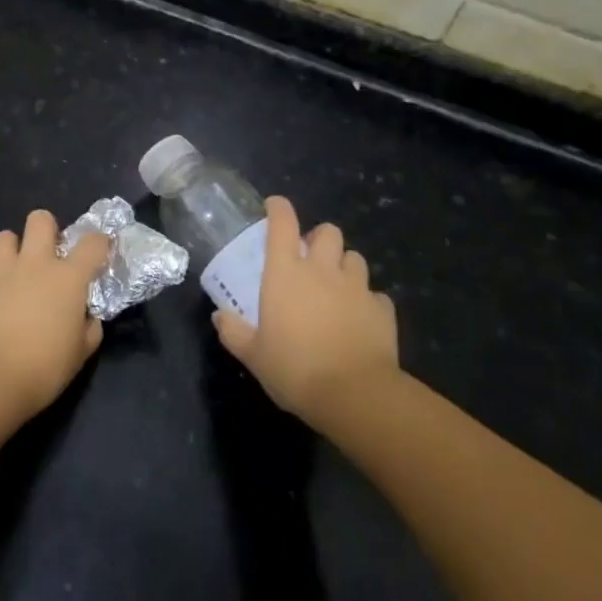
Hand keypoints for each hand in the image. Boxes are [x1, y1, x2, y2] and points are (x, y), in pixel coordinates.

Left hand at [0, 210, 107, 419]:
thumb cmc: (44, 367)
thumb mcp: (81, 353)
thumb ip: (89, 329)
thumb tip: (87, 318)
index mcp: (67, 277)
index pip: (92, 242)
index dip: (100, 242)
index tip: (101, 252)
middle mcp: (35, 264)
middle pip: (40, 219)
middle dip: (47, 229)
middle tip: (50, 254)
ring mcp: (2, 272)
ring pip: (5, 237)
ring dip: (14, 249)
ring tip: (18, 272)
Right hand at [212, 195, 399, 427]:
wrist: (355, 394)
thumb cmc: (295, 369)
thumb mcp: (254, 355)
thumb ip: (234, 332)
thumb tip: (219, 317)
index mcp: (286, 272)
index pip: (282, 223)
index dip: (278, 208)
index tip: (274, 206)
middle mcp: (323, 270)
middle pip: (327, 231)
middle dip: (319, 238)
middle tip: (310, 258)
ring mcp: (357, 287)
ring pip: (355, 258)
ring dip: (344, 265)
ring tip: (336, 285)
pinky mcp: (382, 310)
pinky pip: (375, 295)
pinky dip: (367, 301)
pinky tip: (360, 318)